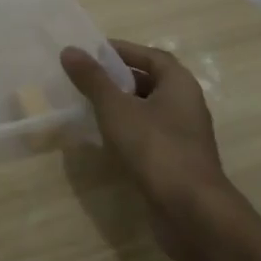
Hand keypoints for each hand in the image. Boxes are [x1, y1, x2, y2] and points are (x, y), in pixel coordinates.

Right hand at [61, 40, 233, 253]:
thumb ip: (93, 79)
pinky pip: (148, 135)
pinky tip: (104, 139)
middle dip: (118, 79)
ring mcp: (183, 136)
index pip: (151, 56)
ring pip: (148, 111)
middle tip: (85, 78)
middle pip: (150, 82)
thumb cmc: (155, 148)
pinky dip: (127, 131)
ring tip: (88, 106)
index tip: (92, 52)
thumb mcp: (116, 108)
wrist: (190, 210)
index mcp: (180, 84)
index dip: (122, 51)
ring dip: (121, 106)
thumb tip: (69, 50)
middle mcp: (186, 105)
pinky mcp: (176, 161)